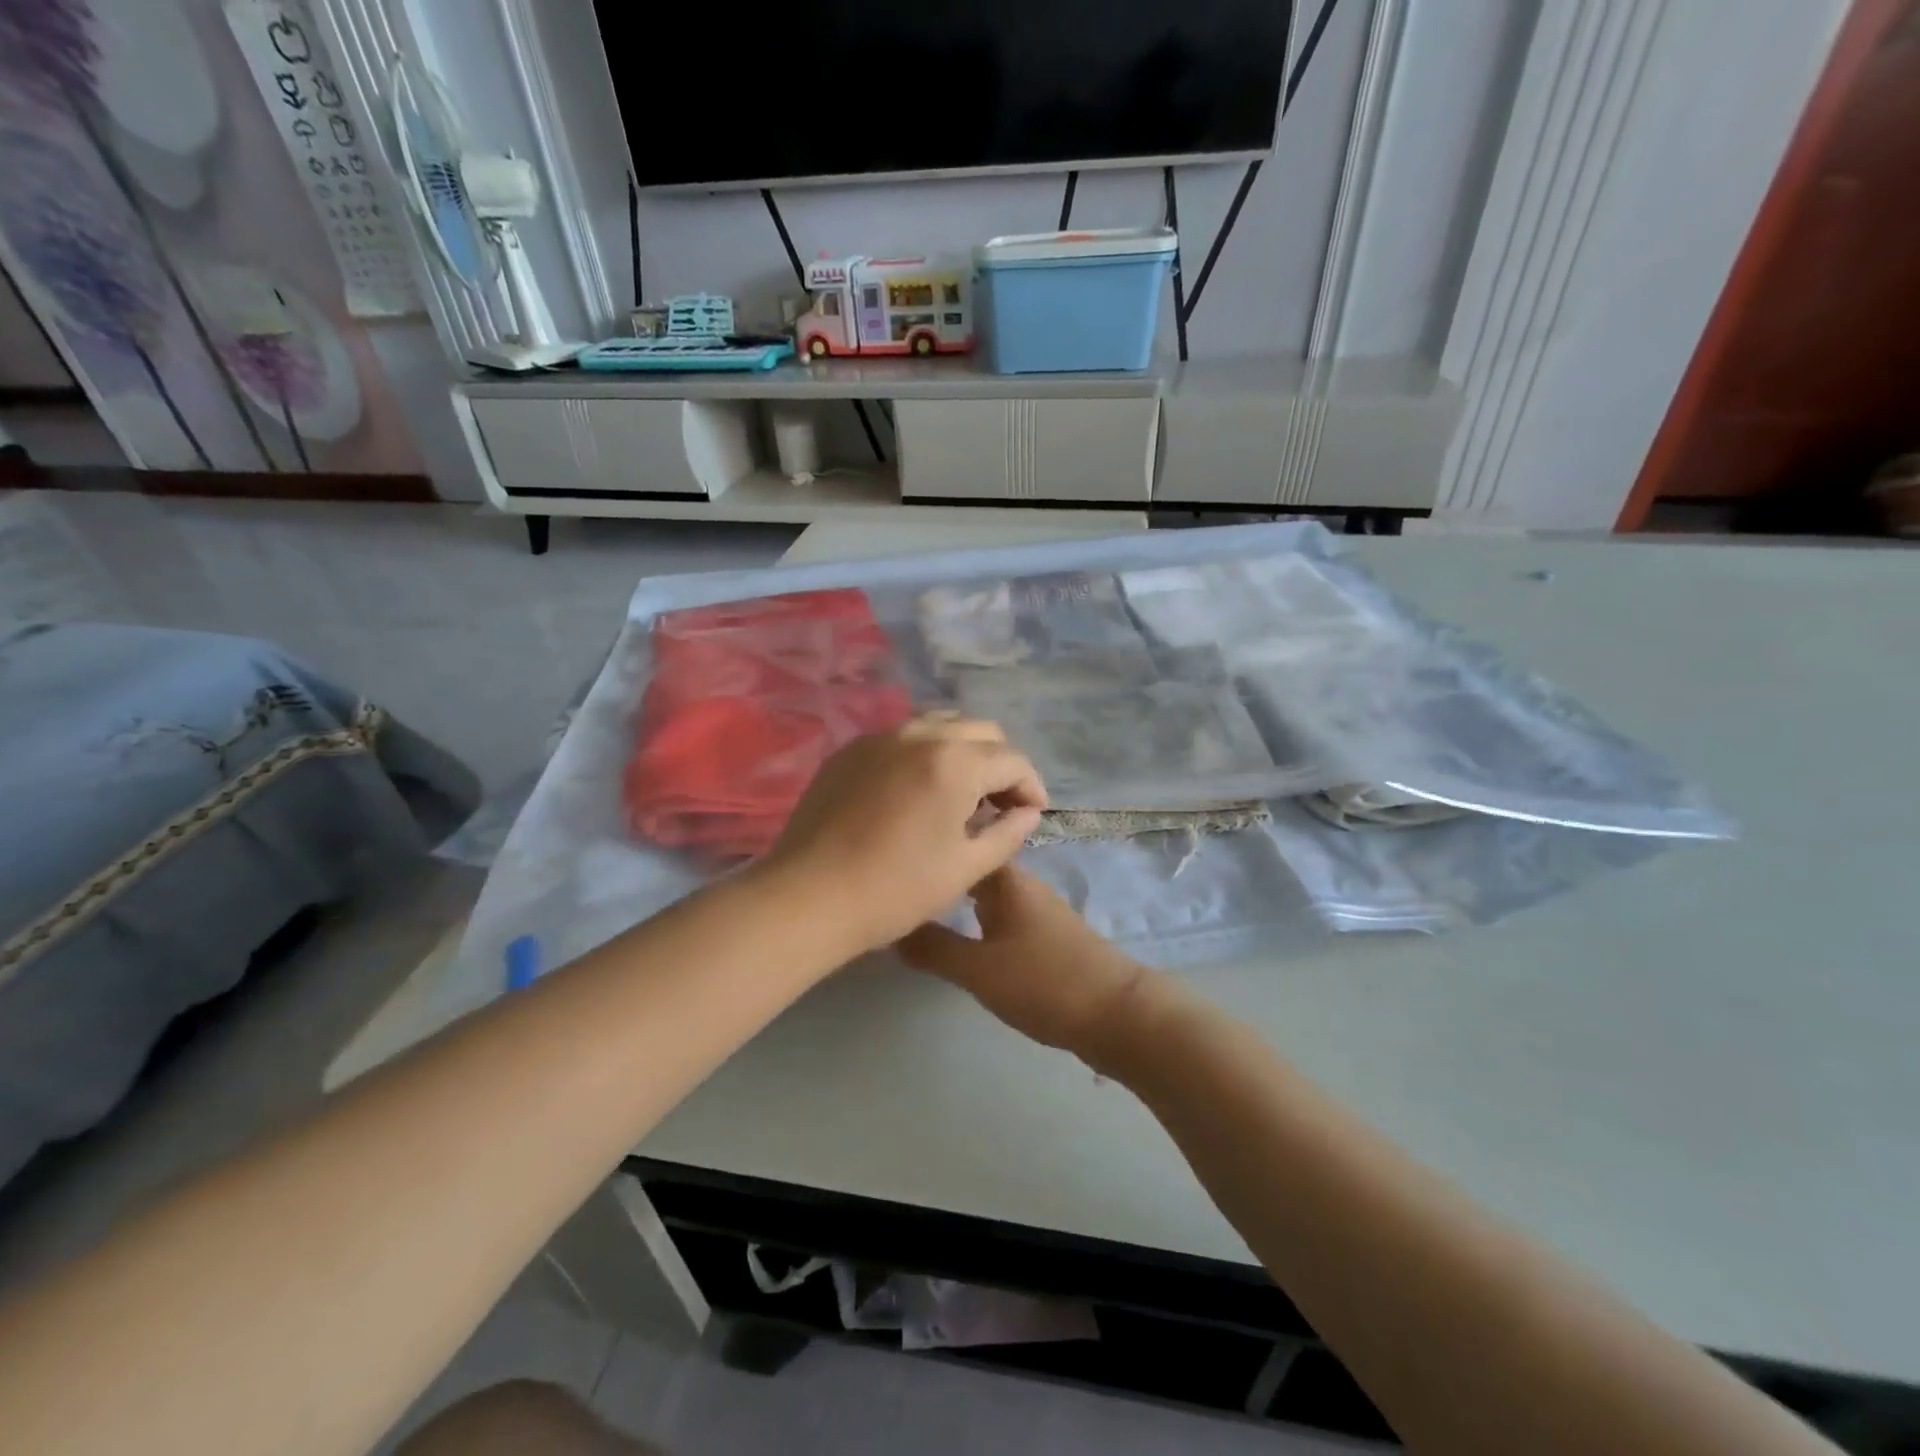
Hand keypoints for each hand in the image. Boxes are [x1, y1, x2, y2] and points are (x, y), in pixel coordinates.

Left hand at [759, 715, 1046, 956]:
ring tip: (959, 792)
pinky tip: (915, 791)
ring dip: (962, 751)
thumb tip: (1027, 813)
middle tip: (997, 803)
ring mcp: (880, 737)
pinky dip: (923, 754)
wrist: (809, 896)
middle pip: (980, 731)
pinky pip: (901, 737)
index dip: (1031, 786)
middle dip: (999, 762)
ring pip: (940, 725)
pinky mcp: (850, 750)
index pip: (1012, 760)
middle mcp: (921, 734)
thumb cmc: (896, 889)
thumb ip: (1007, 833)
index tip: (1031, 814)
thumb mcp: (966, 868)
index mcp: (955, 762)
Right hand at [898, 865, 1157, 1059]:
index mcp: (1007, 881)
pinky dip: (978, 921)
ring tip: (921, 907)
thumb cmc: (1045, 982)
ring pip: (989, 895)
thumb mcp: (979, 969)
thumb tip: (891, 925)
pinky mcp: (1047, 940)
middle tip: (901, 881)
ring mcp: (1038, 913)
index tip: (897, 848)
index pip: (967, 842)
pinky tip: (963, 939)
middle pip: (976, 869)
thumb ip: (933, 949)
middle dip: (944, 872)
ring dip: (960, 898)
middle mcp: (1023, 888)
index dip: (935, 843)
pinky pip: (1002, 918)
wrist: (1119, 1015)